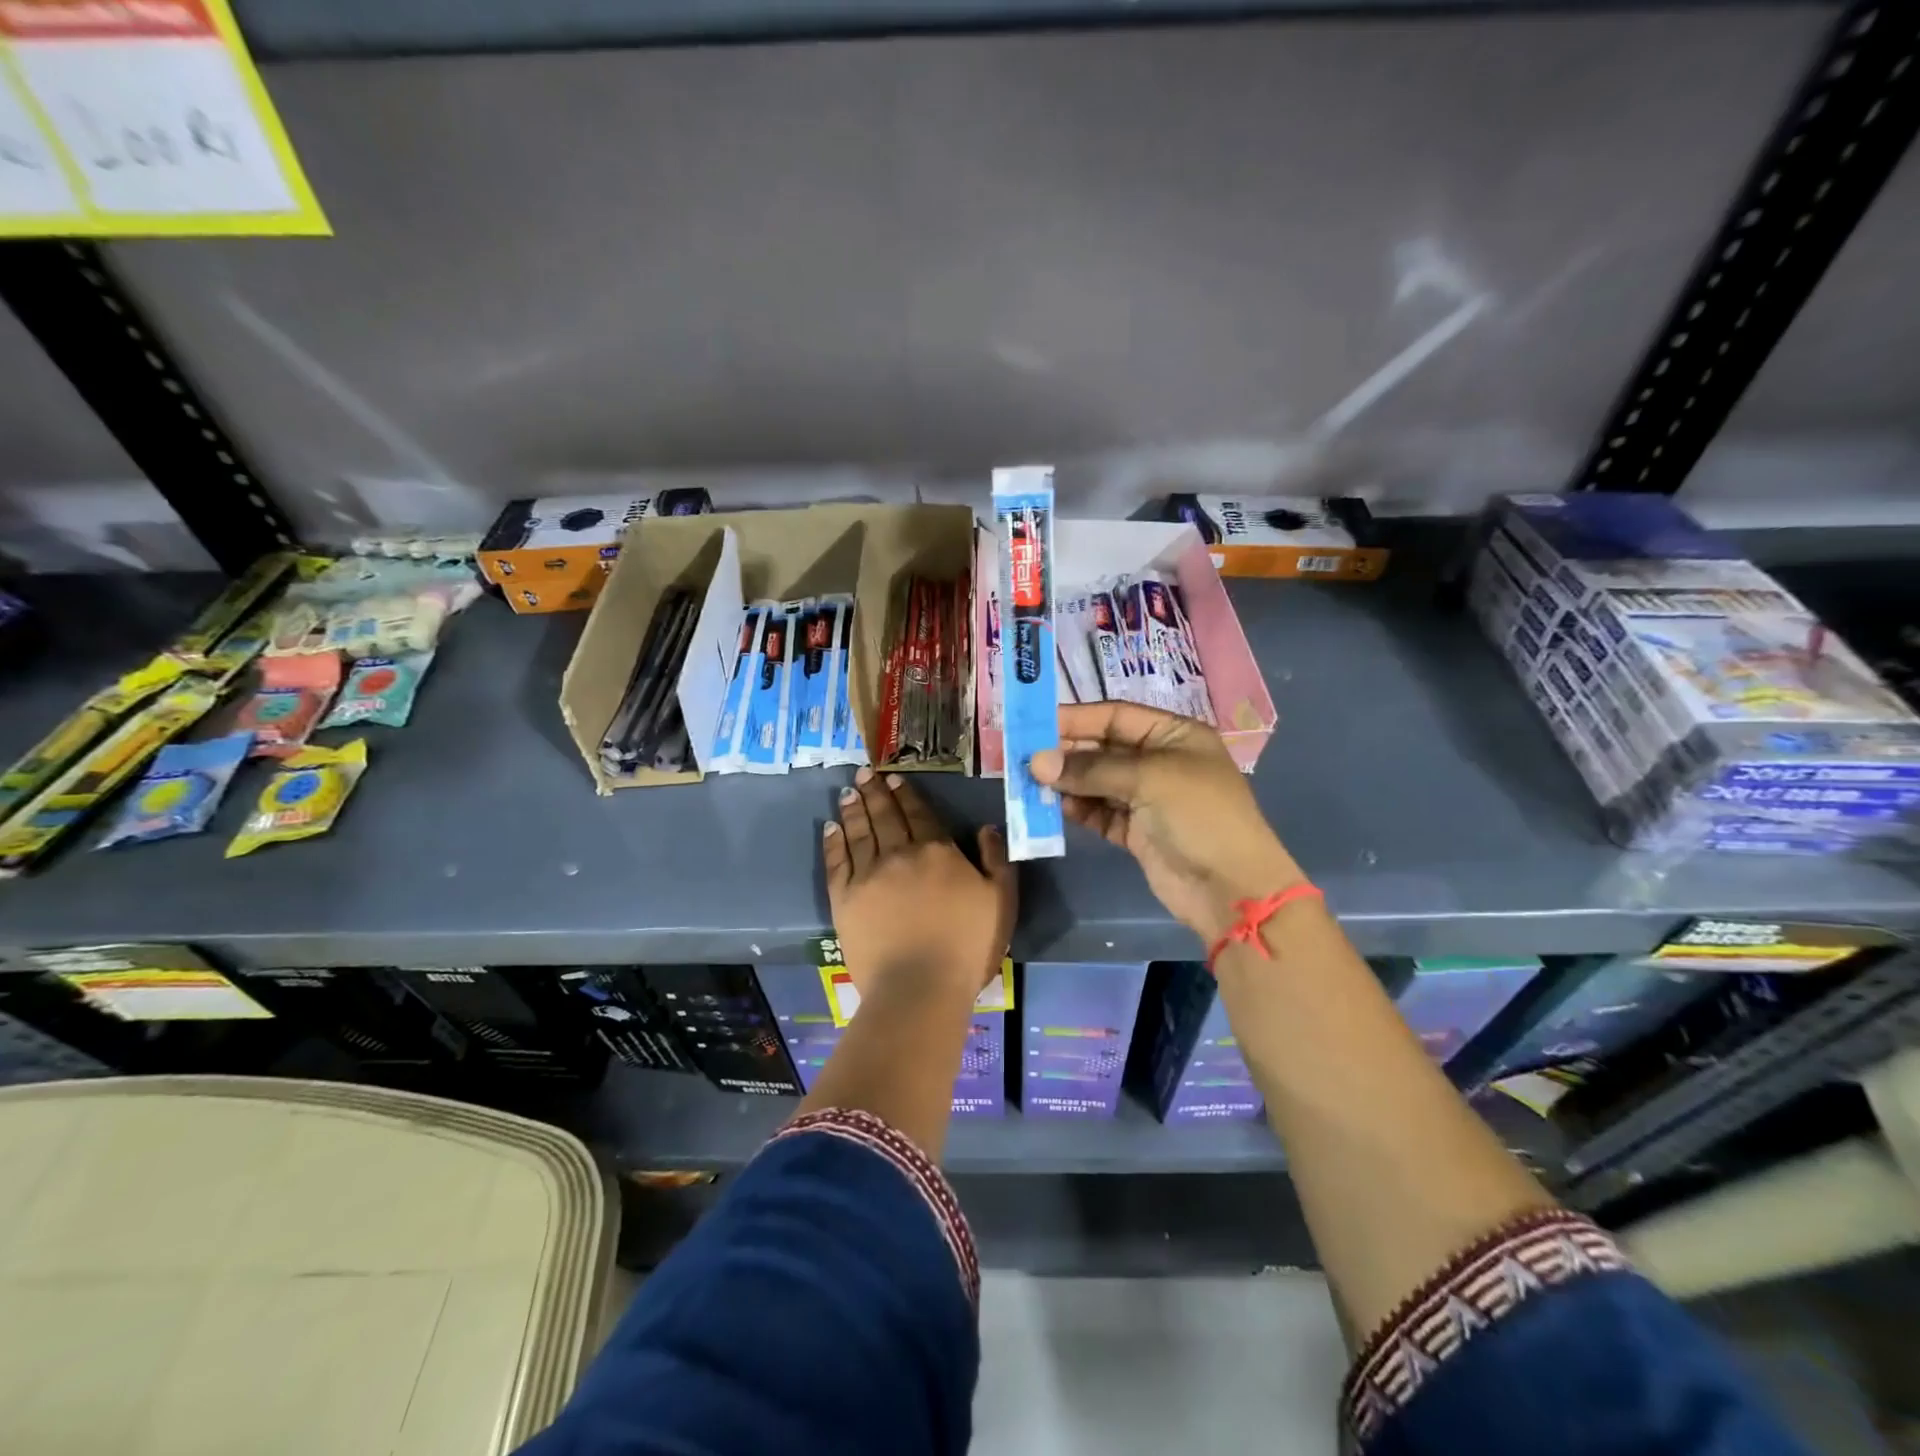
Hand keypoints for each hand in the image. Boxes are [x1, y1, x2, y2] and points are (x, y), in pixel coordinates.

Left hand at [823, 767, 1015, 1005]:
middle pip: (885, 816)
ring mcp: (868, 875)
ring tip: (847, 791)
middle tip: (864, 773)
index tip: (894, 778)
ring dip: (853, 809)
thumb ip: (996, 860)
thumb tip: (986, 828)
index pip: (919, 814)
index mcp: (937, 851)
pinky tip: (830, 827)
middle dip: (875, 792)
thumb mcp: (1001, 901)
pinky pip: (836, 861)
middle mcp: (899, 854)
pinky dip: (833, 841)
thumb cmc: (967, 947)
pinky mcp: (844, 899)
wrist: (920, 986)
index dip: (906, 794)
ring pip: (859, 832)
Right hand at [1031, 701, 1303, 942]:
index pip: (1116, 717)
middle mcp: (1160, 761)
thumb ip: (1091, 769)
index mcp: (1174, 735)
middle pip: (1103, 749)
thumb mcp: (1149, 779)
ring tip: (1031, 783)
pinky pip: (1099, 812)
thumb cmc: (1199, 816)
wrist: (1230, 888)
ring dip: (1066, 782)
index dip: (1076, 719)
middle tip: (1024, 758)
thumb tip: (1036, 762)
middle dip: (1066, 753)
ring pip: (1097, 782)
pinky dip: (1078, 809)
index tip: (1034, 724)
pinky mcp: (1136, 831)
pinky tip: (1054, 807)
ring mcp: (1148, 798)